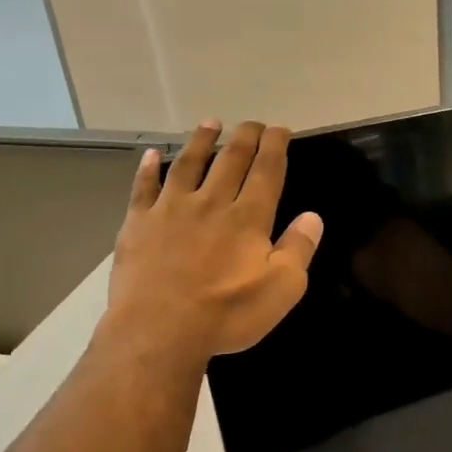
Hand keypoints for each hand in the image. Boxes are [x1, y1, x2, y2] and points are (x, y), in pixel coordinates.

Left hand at [102, 120, 322, 362]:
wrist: (158, 329)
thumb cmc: (226, 313)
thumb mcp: (282, 289)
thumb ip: (299, 249)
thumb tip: (312, 217)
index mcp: (248, 217)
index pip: (266, 171)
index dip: (275, 146)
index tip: (280, 129)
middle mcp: (211, 202)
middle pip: (230, 160)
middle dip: (244, 137)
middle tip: (252, 122)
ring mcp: (170, 209)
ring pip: (189, 164)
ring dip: (201, 141)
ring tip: (210, 123)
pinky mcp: (138, 223)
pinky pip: (143, 187)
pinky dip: (148, 169)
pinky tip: (152, 155)